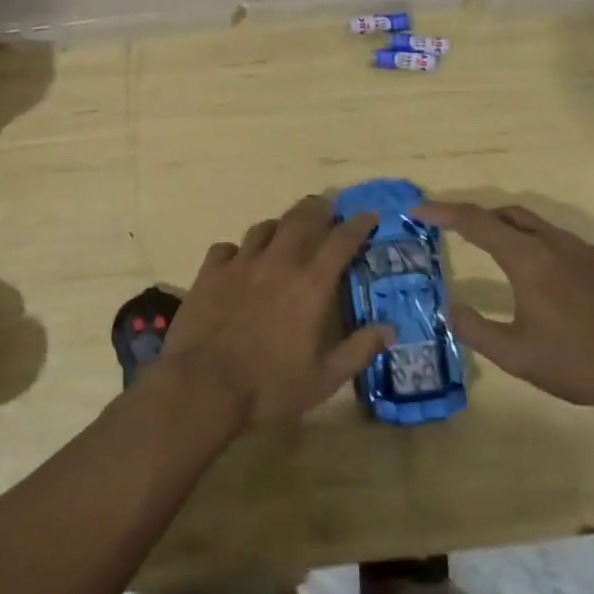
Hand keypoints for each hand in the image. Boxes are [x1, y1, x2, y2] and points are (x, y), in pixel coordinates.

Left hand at [163, 195, 395, 428]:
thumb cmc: (269, 386)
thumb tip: (390, 329)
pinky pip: (226, 248)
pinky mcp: (210, 272)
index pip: (340, 241)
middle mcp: (278, 263)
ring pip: (264, 228)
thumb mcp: (323, 379)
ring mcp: (241, 264)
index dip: (358, 225)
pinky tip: (238, 261)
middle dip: (318, 208)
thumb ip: (358, 351)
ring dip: (280, 225)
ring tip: (285, 231)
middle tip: (326, 208)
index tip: (368, 216)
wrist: (204, 385)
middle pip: (301, 219)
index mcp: (310, 285)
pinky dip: (237, 250)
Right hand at [418, 201, 593, 412]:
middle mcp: (555, 243)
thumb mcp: (516, 355)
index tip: (420, 210)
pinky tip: (545, 280)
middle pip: (508, 214)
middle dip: (477, 216)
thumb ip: (476, 330)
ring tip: (496, 254)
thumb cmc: (579, 361)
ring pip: (538, 226)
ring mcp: (585, 250)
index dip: (444, 212)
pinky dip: (539, 246)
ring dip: (510, 231)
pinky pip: (563, 243)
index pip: (476, 222)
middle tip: (455, 229)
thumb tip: (449, 308)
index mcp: (528, 258)